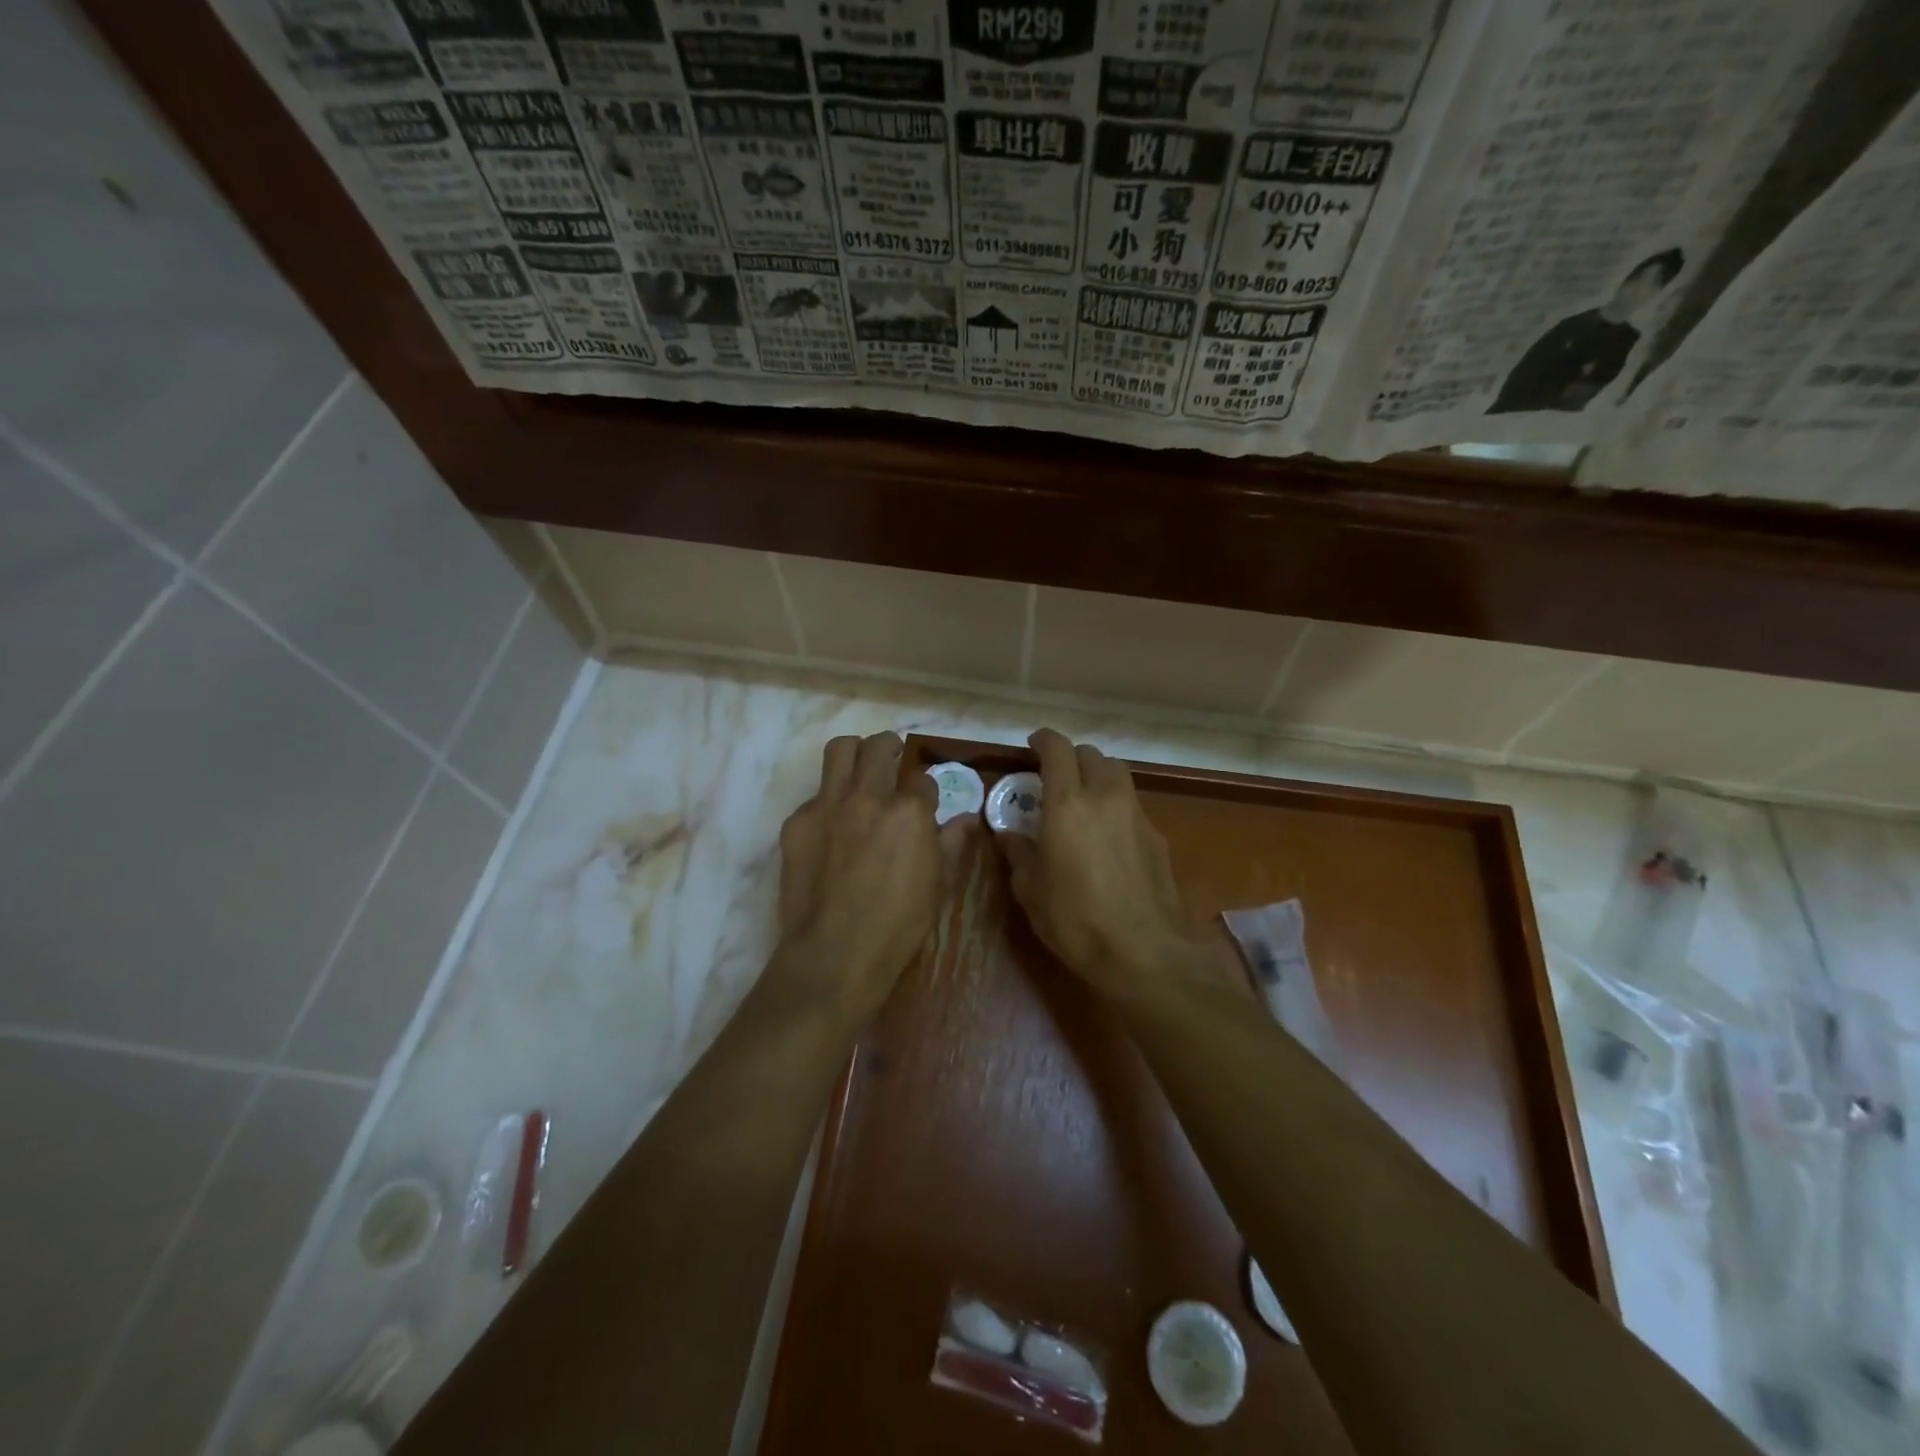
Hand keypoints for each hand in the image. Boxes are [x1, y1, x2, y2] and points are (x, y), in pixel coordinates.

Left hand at [776, 732, 958, 1018]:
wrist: (835, 953)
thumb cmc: (898, 924)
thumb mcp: (938, 885)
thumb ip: (952, 844)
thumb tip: (968, 819)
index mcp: (909, 812)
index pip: (922, 779)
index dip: (925, 789)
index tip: (924, 801)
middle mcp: (868, 797)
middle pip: (878, 747)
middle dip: (889, 747)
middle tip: (891, 759)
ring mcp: (828, 806)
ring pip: (839, 751)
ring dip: (854, 753)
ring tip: (859, 769)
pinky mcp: (797, 822)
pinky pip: (814, 795)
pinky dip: (827, 803)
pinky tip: (831, 829)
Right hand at [994, 729, 1215, 1003]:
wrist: (1144, 951)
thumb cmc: (1075, 919)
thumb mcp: (1030, 890)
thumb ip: (1018, 853)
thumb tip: (1009, 835)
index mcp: (1068, 802)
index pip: (1057, 750)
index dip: (1044, 740)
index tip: (1033, 745)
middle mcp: (1105, 797)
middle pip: (1092, 755)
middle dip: (1072, 759)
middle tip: (1056, 778)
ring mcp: (1137, 815)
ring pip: (1118, 775)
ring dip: (1098, 777)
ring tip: (1084, 801)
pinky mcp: (1158, 837)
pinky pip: (1133, 806)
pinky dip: (1117, 807)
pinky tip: (1109, 837)